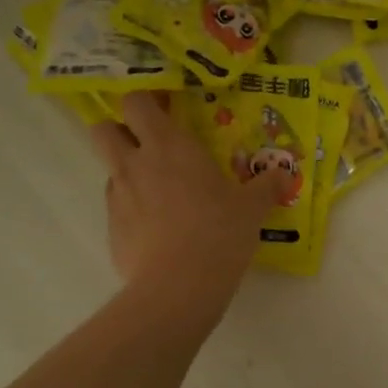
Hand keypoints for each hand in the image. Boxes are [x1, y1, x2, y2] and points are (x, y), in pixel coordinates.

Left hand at [90, 93, 287, 326]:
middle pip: (103, 129)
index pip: (136, 102)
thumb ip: (265, 187)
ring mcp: (117, 197)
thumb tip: (284, 174)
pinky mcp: (111, 229)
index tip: (165, 110)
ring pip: (109, 170)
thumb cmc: (219, 232)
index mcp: (169, 145)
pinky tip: (158, 230)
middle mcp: (135, 163)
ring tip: (160, 194)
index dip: (145, 102)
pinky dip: (132, 211)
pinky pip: (117, 208)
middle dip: (119, 130)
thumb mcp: (252, 208)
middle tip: (149, 146)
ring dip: (128, 172)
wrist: (179, 285)